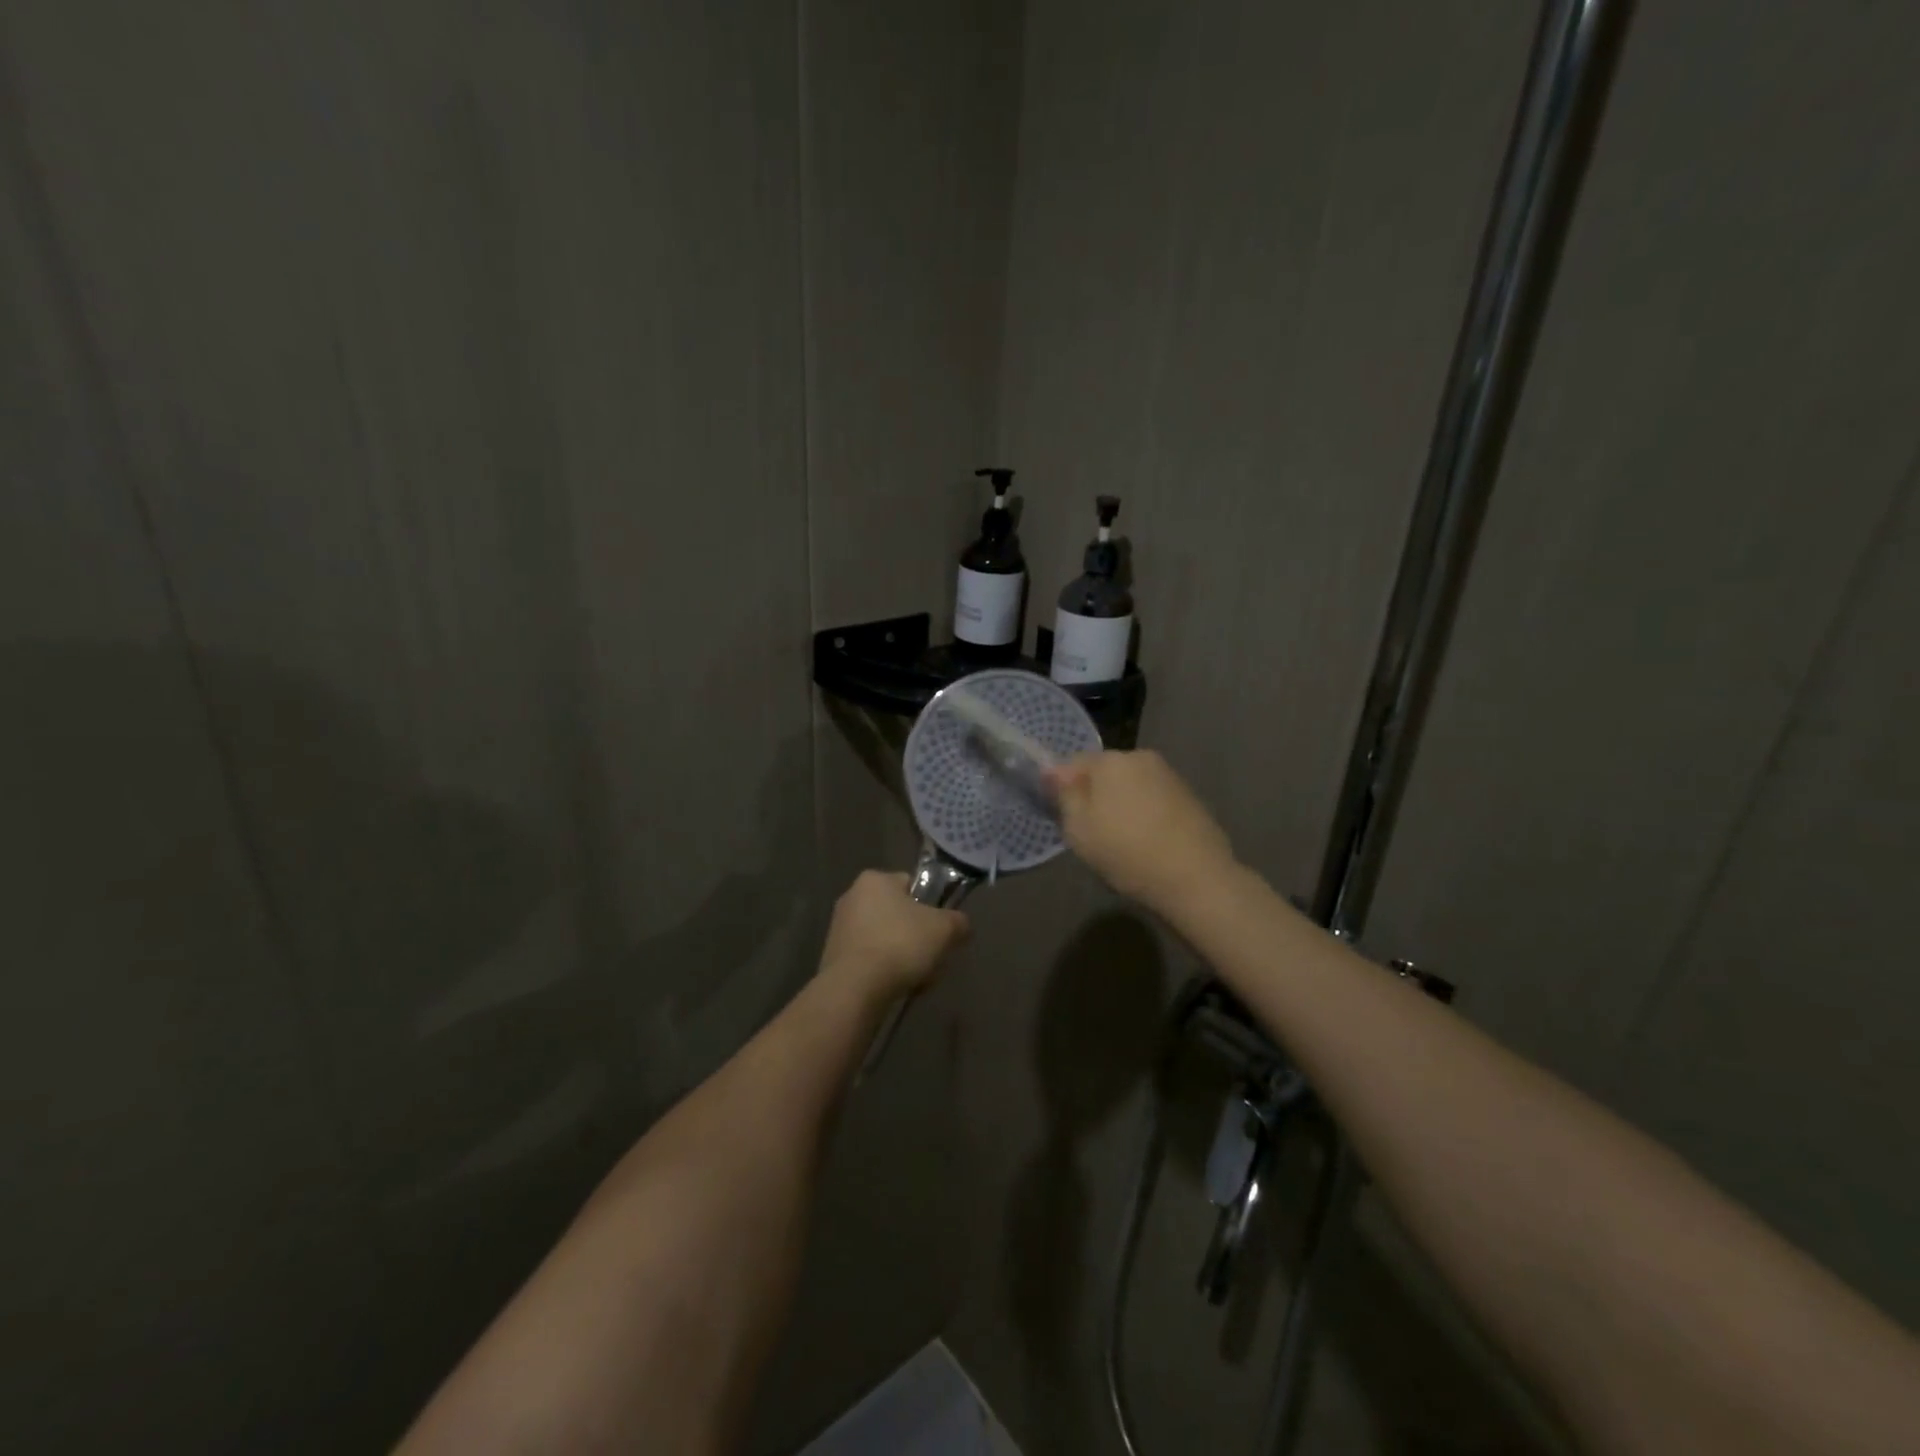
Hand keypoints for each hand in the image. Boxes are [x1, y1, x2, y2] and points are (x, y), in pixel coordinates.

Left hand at [818, 870, 969, 1002]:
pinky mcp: (833, 956)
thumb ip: (959, 921)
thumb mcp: (944, 929)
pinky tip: (894, 987)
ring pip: (885, 938)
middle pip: (898, 914)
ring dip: (902, 955)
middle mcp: (852, 896)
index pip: (911, 885)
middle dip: (916, 935)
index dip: (930, 907)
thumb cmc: (900, 945)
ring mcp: (839, 927)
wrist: (854, 989)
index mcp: (875, 879)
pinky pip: (869, 958)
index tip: (939, 930)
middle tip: (931, 956)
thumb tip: (961, 925)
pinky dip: (883, 969)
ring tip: (916, 978)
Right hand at [1047, 750, 1237, 912]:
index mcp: (1111, 760)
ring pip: (1130, 786)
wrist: (1197, 879)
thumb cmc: (1127, 852)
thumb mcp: (1078, 829)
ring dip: (1120, 805)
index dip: (1061, 789)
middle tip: (1089, 833)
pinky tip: (1146, 843)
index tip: (1062, 817)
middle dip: (1093, 795)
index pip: (1072, 763)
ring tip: (1120, 842)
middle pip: (1104, 772)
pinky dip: (1144, 815)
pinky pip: (1153, 800)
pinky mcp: (1190, 797)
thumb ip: (1063, 795)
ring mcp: (1170, 776)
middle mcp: (1141, 757)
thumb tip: (1052, 772)